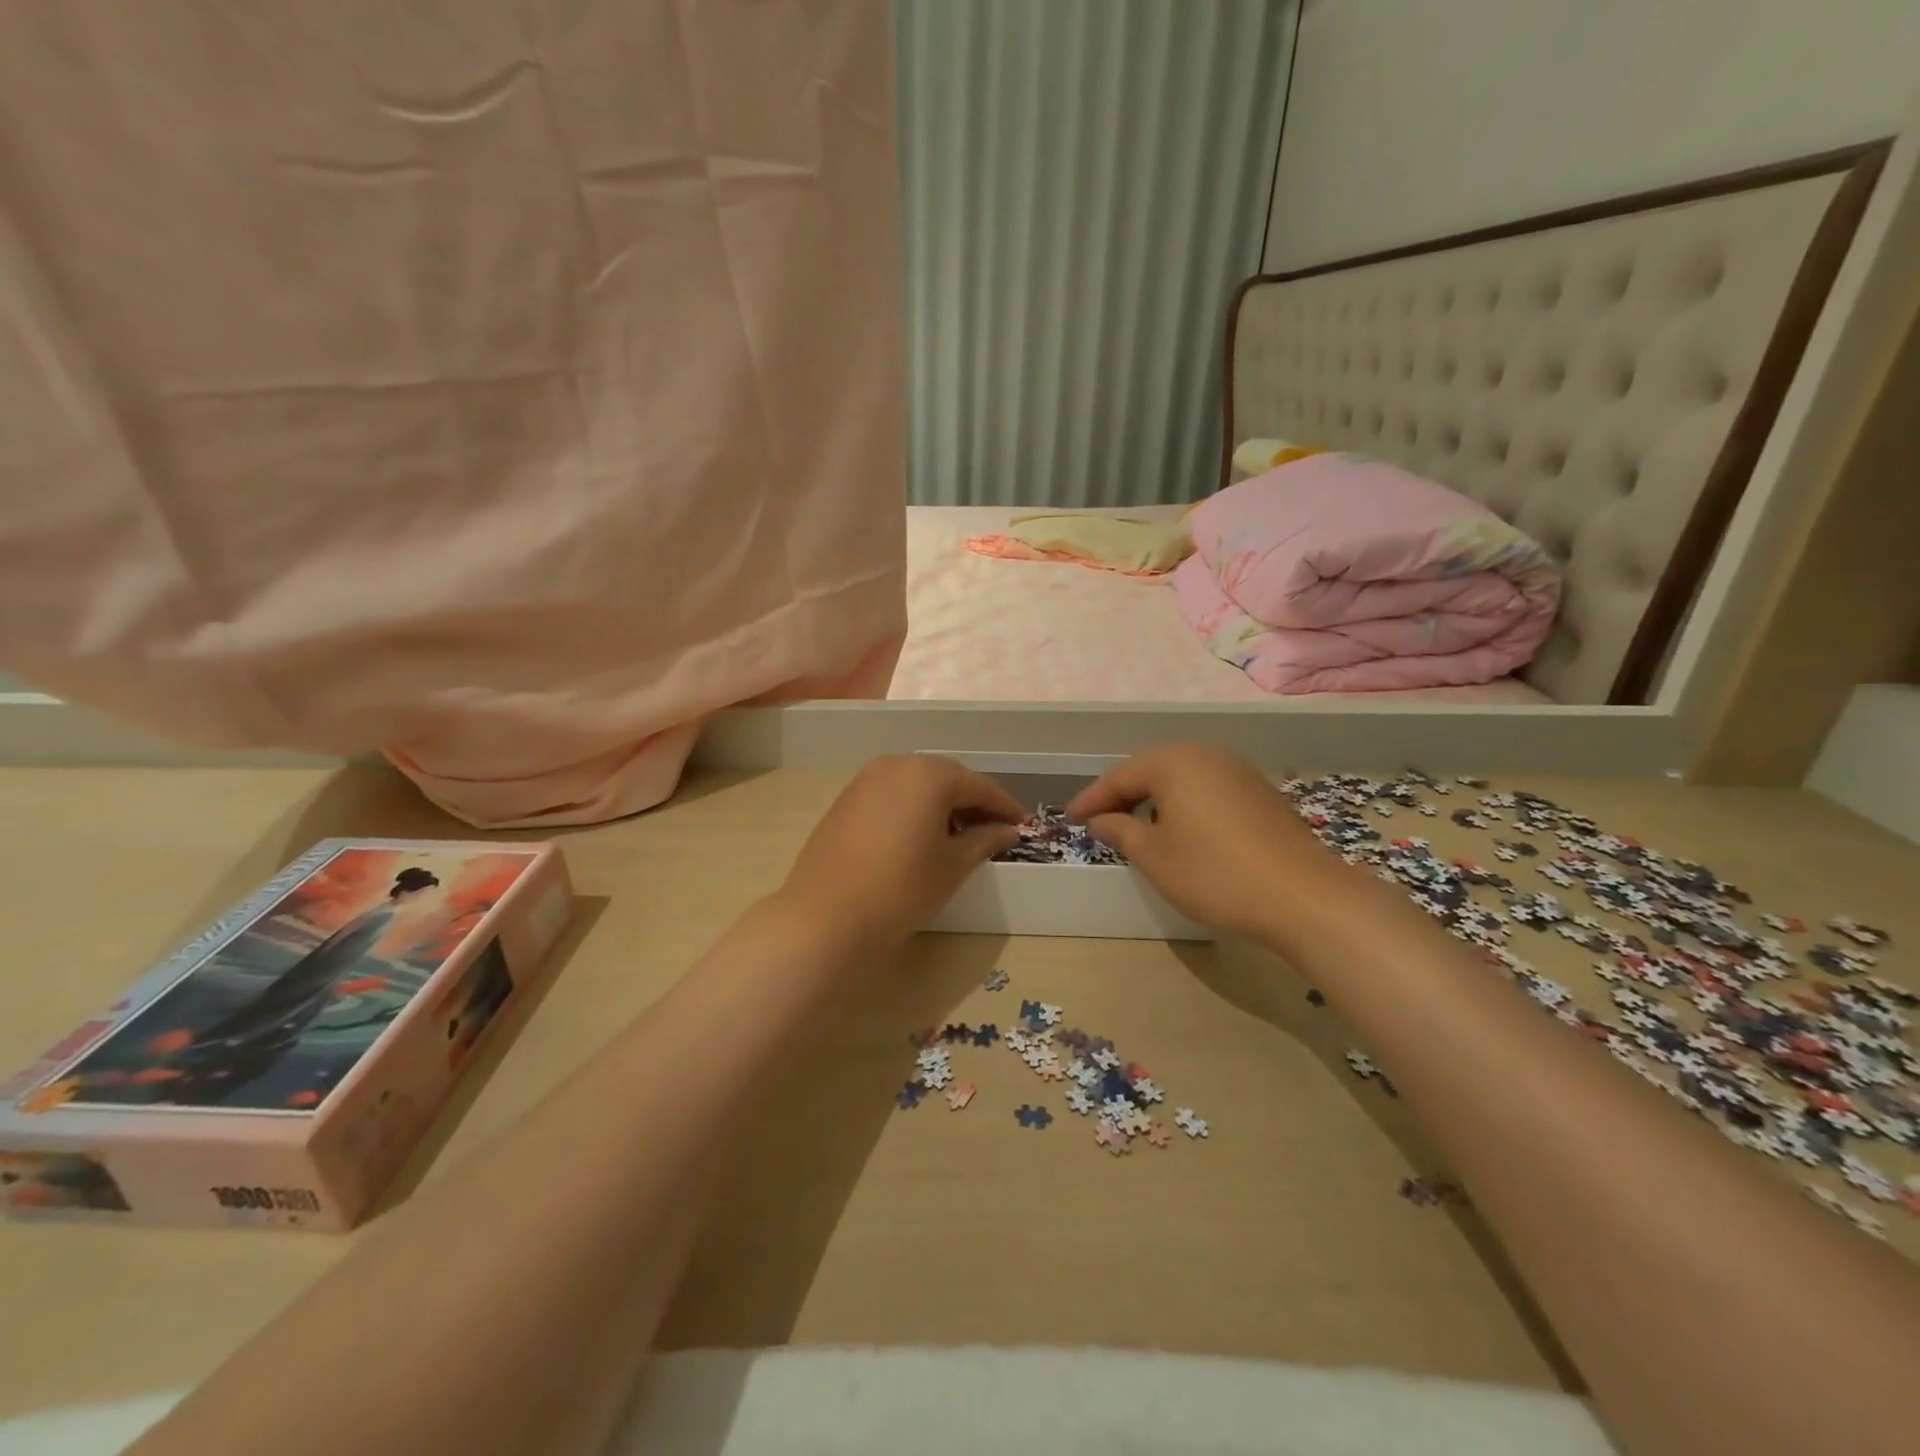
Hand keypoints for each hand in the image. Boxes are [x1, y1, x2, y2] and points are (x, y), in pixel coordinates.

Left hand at [779, 755, 1023, 949]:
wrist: (827, 916)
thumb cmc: (902, 888)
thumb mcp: (953, 866)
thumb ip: (984, 840)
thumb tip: (1007, 831)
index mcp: (929, 774)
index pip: (978, 786)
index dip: (1004, 806)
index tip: (1022, 825)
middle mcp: (897, 765)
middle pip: (947, 778)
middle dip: (972, 801)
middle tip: (993, 829)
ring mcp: (866, 780)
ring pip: (917, 784)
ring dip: (942, 803)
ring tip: (958, 835)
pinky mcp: (846, 800)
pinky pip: (892, 795)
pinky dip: (913, 808)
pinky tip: (920, 835)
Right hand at [1064, 744, 1341, 939]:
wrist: (1303, 896)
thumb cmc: (1214, 873)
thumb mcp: (1154, 857)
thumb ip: (1121, 831)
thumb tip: (1101, 819)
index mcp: (1174, 762)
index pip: (1120, 776)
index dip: (1092, 799)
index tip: (1070, 818)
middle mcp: (1206, 754)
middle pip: (1152, 769)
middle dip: (1124, 794)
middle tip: (1100, 820)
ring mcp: (1239, 771)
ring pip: (1182, 778)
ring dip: (1155, 799)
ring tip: (1137, 826)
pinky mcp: (1261, 792)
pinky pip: (1208, 789)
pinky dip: (1185, 805)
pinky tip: (1182, 831)